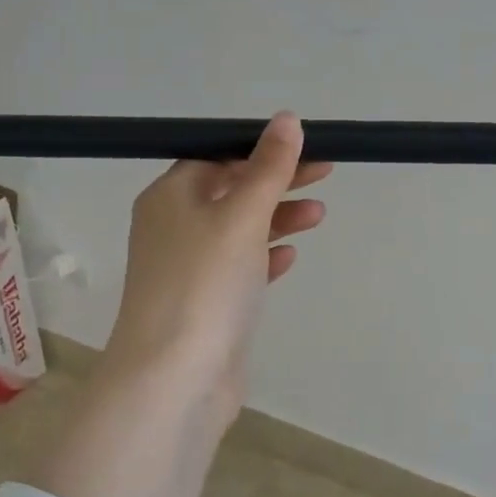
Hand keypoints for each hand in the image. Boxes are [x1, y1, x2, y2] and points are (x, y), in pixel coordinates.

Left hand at [104, 111, 331, 420]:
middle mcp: (173, 228)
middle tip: (325, 174)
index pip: (218, 158)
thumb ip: (267, 169)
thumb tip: (286, 119)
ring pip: (238, 232)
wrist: (175, 378)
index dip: (262, 150)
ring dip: (276, 219)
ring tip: (318, 215)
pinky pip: (238, 270)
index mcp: (170, 197)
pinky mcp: (206, 305)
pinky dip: (264, 258)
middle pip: (231, 192)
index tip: (307, 148)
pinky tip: (290, 257)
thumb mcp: (241, 216)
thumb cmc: (205, 284)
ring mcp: (188, 270)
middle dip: (277, 183)